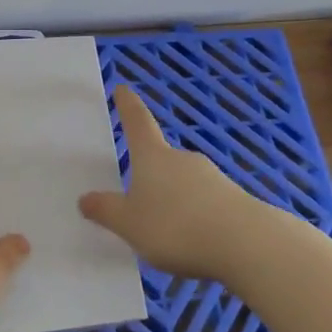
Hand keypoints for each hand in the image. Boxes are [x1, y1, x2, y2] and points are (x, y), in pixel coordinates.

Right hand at [79, 85, 266, 279]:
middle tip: (138, 198)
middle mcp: (182, 159)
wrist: (246, 244)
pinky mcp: (234, 200)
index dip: (128, 105)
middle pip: (161, 158)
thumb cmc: (176, 227)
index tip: (122, 87)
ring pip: (185, 183)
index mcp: (153, 157)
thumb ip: (107, 212)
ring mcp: (212, 177)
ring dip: (174, 200)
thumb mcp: (130, 225)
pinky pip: (206, 205)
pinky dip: (196, 217)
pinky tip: (194, 242)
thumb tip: (85, 198)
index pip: (137, 123)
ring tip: (165, 232)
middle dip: (151, 173)